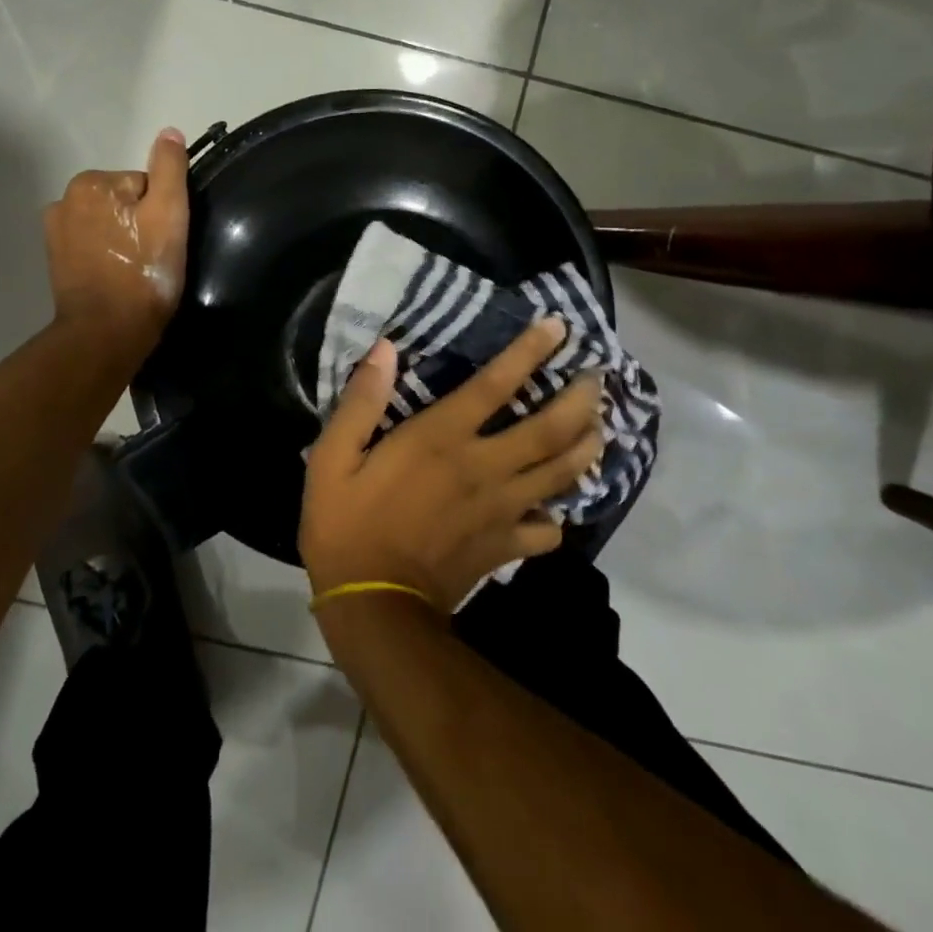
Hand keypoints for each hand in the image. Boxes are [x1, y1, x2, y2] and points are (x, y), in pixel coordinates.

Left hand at [44, 127, 189, 351]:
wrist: (107, 332)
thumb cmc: (143, 271)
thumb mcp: (169, 213)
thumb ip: (169, 168)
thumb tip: (169, 132)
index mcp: (92, 182)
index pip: (144, 184)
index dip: (161, 211)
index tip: (163, 240)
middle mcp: (65, 199)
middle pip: (124, 201)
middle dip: (140, 223)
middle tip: (152, 257)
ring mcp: (56, 232)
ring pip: (108, 223)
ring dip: (123, 239)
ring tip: (135, 271)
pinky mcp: (55, 261)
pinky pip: (92, 245)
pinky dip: (105, 256)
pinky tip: (117, 278)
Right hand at [299, 319, 604, 615]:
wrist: (373, 607)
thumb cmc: (346, 524)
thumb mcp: (332, 458)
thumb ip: (361, 402)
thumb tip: (384, 350)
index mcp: (441, 439)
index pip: (495, 385)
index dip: (528, 352)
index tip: (557, 326)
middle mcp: (483, 466)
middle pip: (549, 428)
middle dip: (580, 399)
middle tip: (597, 377)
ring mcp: (501, 509)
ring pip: (561, 472)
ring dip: (586, 445)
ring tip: (600, 425)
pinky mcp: (505, 546)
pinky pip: (549, 529)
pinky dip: (559, 514)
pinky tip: (559, 505)